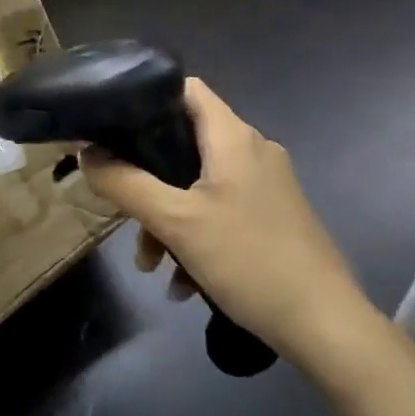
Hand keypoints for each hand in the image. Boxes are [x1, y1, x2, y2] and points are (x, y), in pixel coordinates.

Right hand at [78, 79, 368, 354]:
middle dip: (149, 178)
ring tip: (152, 264)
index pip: (185, 89)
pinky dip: (197, 235)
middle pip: (185, 142)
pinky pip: (222, 210)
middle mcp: (253, 150)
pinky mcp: (274, 217)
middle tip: (125, 211)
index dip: (146, 99)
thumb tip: (87, 154)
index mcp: (233, 137)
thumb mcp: (176, 222)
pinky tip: (184, 283)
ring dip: (169, 217)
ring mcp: (267, 185)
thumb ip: (126, 184)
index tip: (112, 127)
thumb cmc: (249, 260)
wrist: (327, 327)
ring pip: (199, 184)